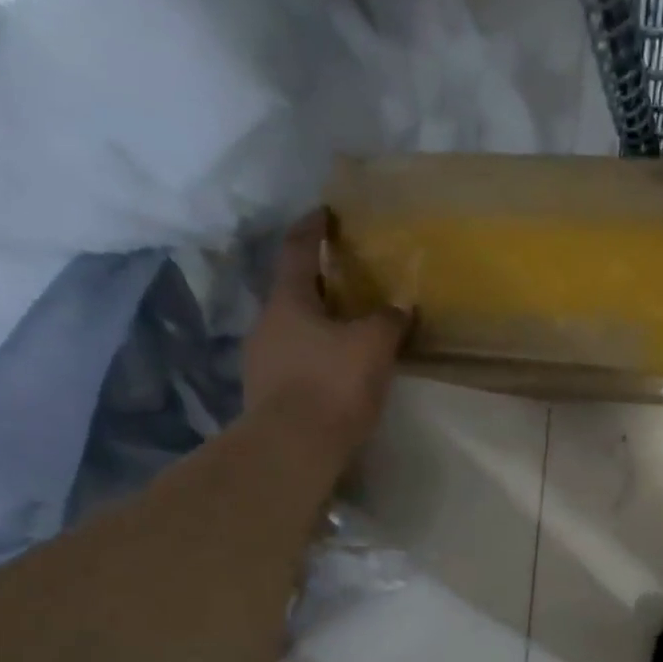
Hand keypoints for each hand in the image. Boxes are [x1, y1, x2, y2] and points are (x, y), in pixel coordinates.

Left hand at [245, 211, 409, 437]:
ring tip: (351, 334)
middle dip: (322, 286)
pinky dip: (316, 359)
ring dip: (320, 327)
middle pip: (294, 294)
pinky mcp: (266, 395)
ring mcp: (261, 361)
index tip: (325, 213)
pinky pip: (295, 363)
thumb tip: (400, 306)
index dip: (313, 229)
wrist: (292, 448)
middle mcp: (267, 324)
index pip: (298, 251)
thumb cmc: (332, 384)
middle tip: (352, 285)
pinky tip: (338, 374)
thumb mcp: (373, 346)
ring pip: (294, 331)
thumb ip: (388, 320)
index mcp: (289, 301)